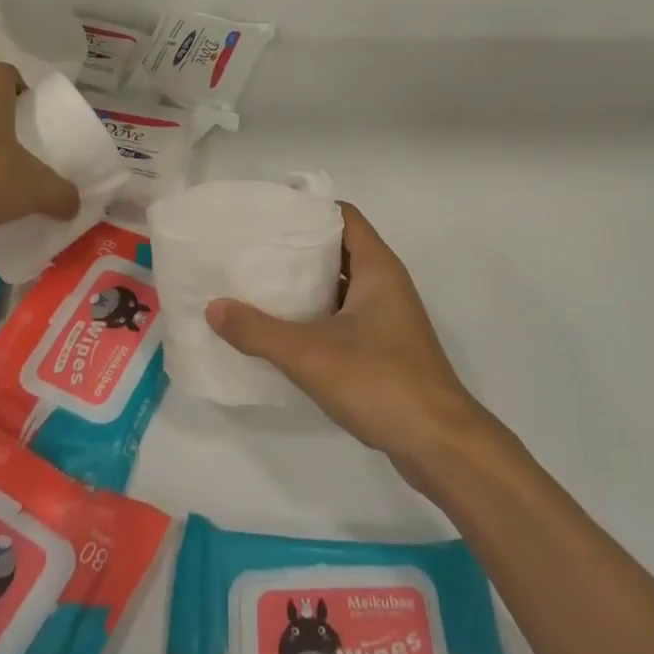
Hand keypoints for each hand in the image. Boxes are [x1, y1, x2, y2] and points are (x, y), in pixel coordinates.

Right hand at [206, 204, 490, 481]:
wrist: (440, 444)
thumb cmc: (381, 382)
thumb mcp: (311, 354)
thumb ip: (259, 330)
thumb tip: (213, 307)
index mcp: (377, 267)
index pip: (342, 216)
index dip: (307, 209)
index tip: (268, 215)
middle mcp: (385, 283)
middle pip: (338, 248)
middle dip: (299, 248)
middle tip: (253, 250)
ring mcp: (388, 317)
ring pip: (341, 285)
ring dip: (307, 284)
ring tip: (260, 285)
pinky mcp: (386, 348)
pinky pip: (345, 315)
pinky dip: (318, 314)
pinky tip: (285, 331)